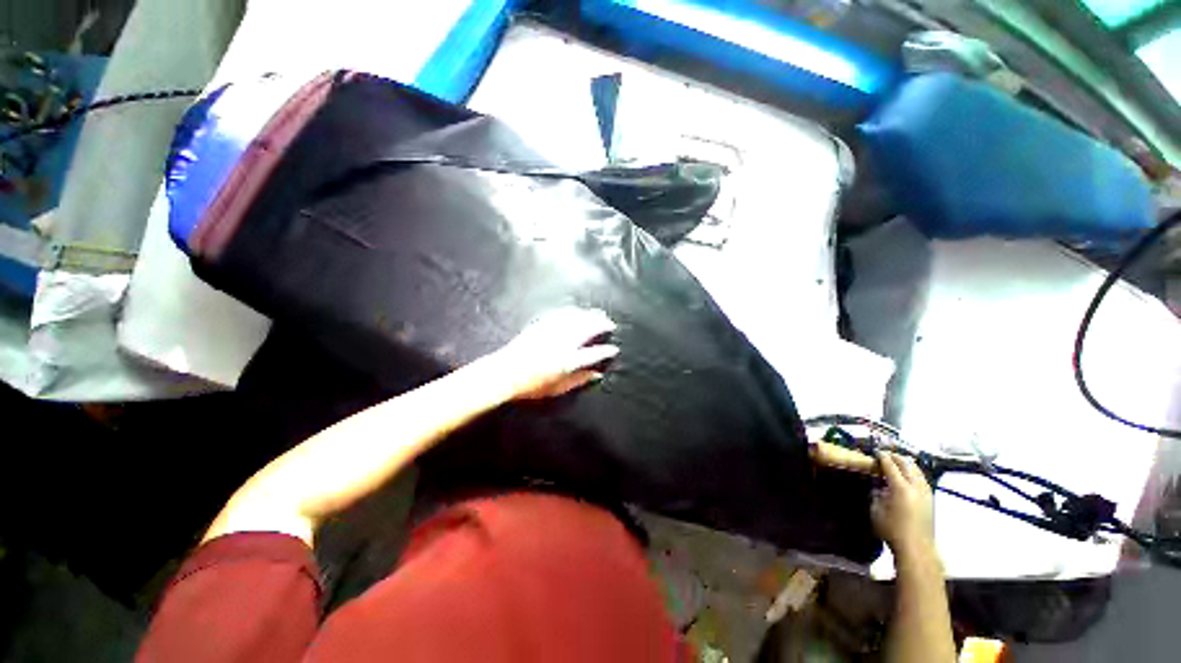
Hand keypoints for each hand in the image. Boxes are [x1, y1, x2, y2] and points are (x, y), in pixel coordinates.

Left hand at [493, 307, 618, 400]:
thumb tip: (597, 375)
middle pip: (588, 329)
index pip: (594, 353)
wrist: (505, 372)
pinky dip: (572, 311)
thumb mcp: (558, 388)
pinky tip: (577, 310)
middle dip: (602, 324)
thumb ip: (580, 380)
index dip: (606, 351)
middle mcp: (564, 343)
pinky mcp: (542, 325)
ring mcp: (552, 331)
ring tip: (599, 313)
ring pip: (576, 318)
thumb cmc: (532, 385)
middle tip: (611, 323)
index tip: (614, 348)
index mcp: (569, 361)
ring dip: (590, 315)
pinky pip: (561, 314)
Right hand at [872, 452, 935, 560]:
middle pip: (908, 465)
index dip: (883, 457)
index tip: (876, 452)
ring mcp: (926, 493)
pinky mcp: (931, 500)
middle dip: (896, 457)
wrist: (917, 548)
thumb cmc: (892, 530)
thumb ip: (877, 495)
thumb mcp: (876, 511)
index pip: (891, 465)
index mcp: (900, 488)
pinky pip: (923, 480)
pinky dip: (915, 473)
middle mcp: (915, 487)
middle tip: (887, 455)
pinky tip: (910, 476)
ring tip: (899, 462)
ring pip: (918, 471)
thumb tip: (878, 487)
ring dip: (908, 464)